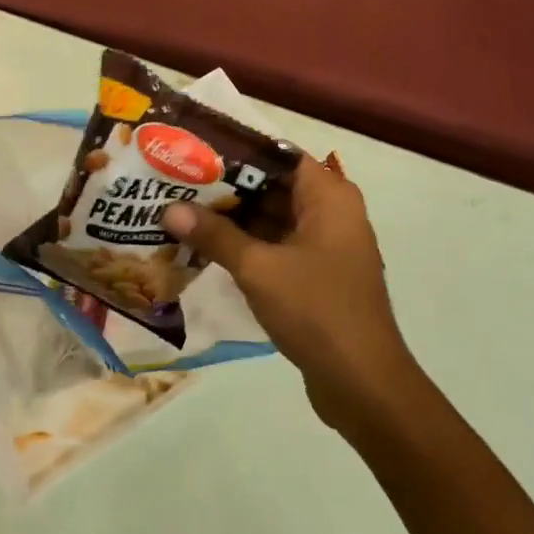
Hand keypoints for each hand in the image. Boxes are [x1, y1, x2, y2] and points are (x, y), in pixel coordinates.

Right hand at [163, 155, 421, 432]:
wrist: (364, 385)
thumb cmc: (317, 310)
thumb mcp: (258, 269)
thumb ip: (215, 235)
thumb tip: (170, 208)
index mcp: (329, 196)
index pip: (278, 154)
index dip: (237, 150)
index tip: (195, 149)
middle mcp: (332, 212)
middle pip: (273, 185)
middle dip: (227, 186)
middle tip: (178, 180)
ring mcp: (326, 245)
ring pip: (273, 217)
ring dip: (234, 218)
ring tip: (183, 209)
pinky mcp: (318, 274)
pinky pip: (278, 245)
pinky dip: (247, 244)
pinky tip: (207, 247)